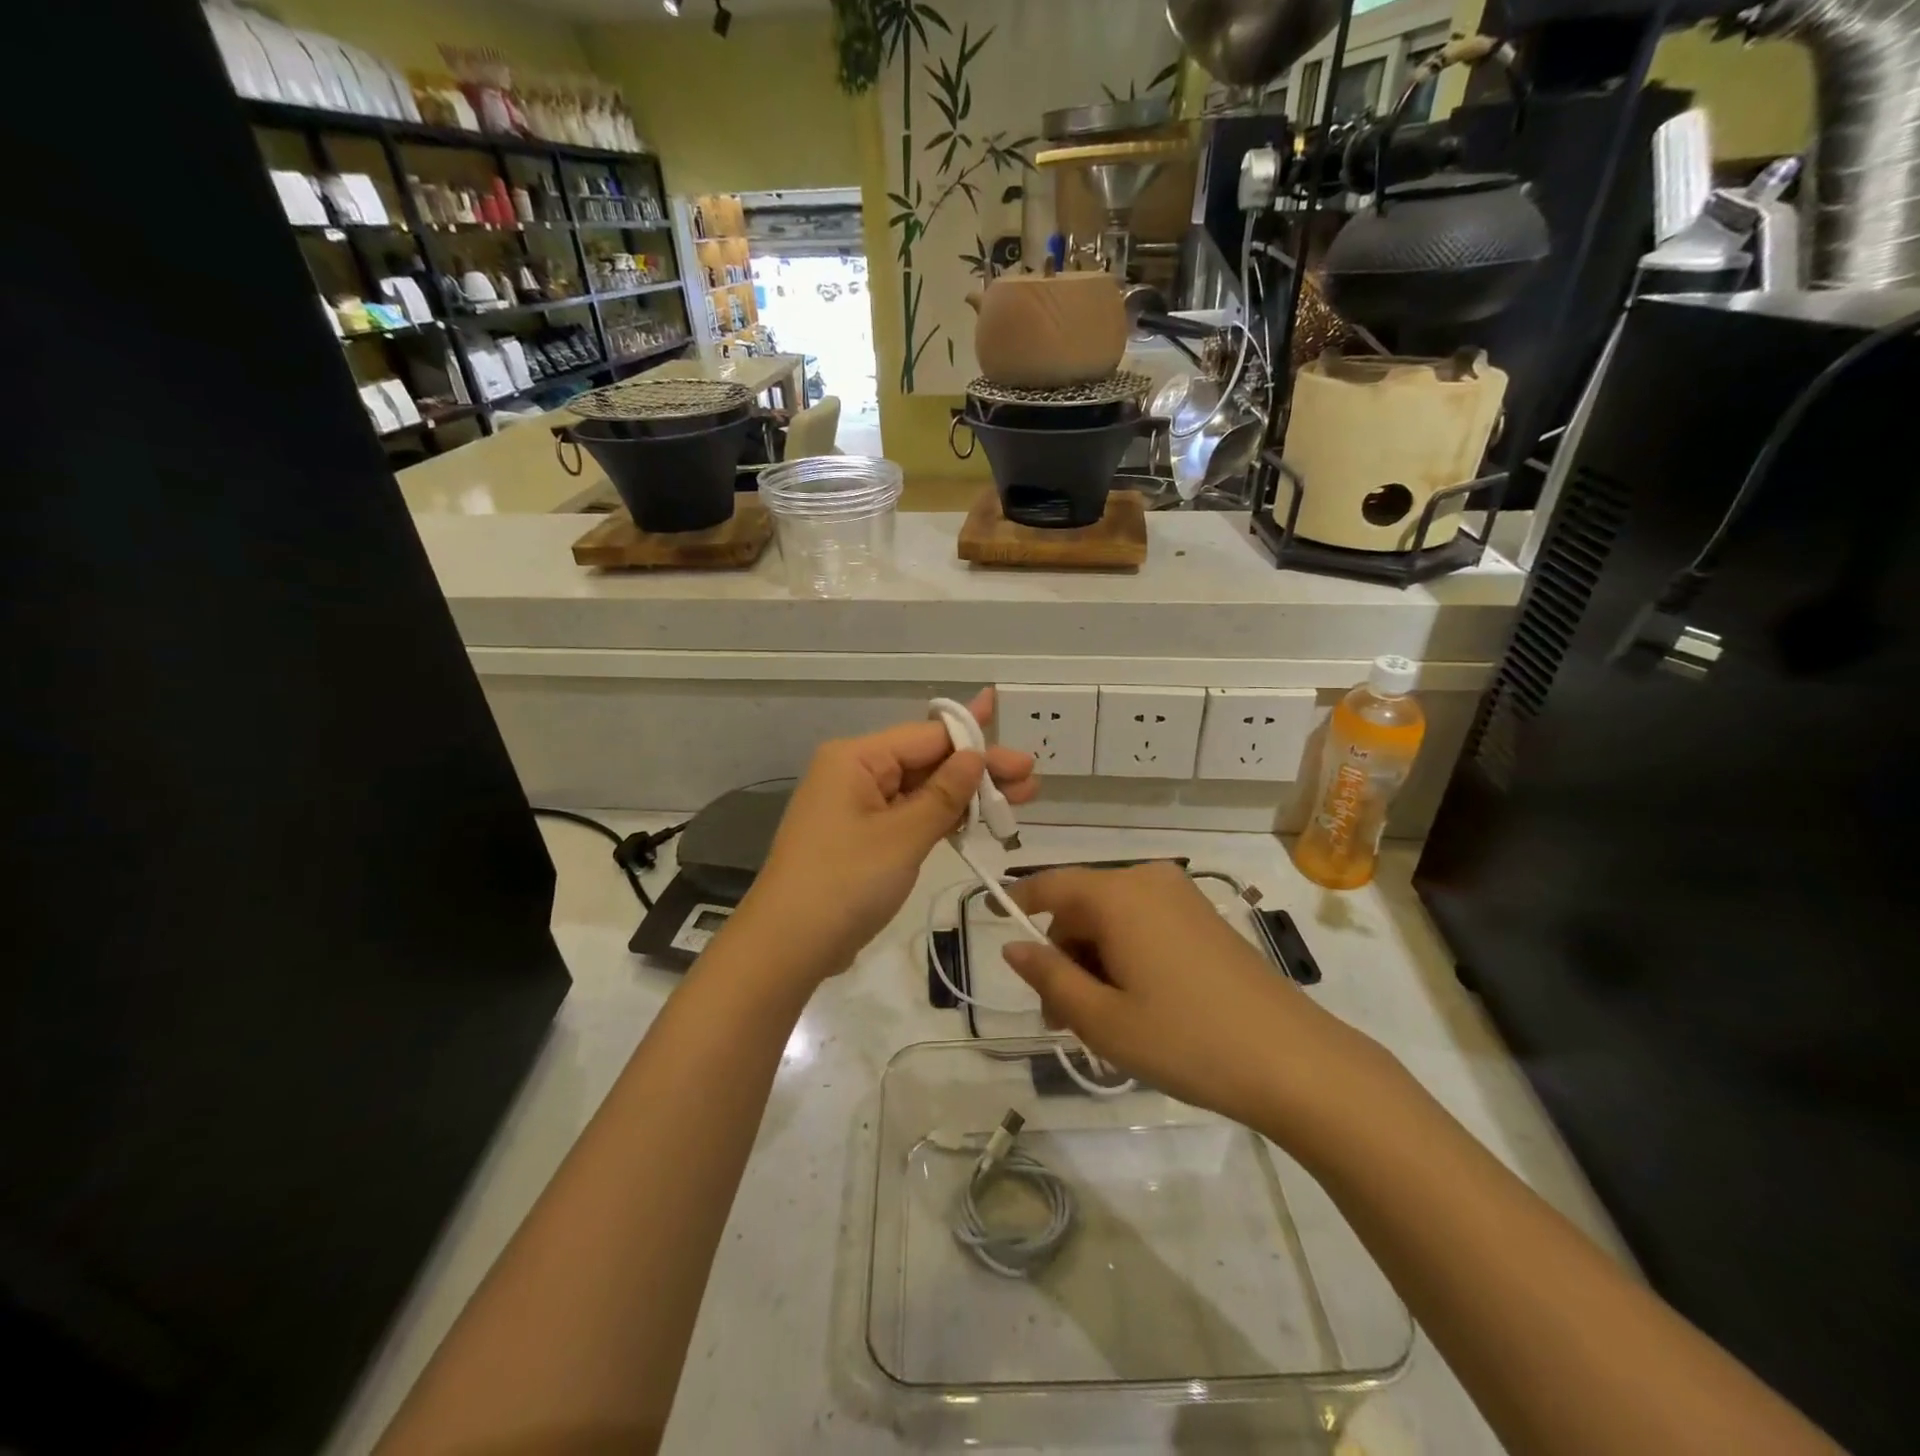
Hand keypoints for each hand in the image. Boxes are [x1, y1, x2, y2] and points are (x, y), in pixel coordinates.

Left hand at [742, 689, 1036, 978]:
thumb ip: (943, 795)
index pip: (928, 737)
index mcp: (857, 759)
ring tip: (1018, 800)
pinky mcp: (863, 838)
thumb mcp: (902, 837)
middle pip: (927, 761)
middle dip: (978, 770)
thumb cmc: (844, 883)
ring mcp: (858, 807)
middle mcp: (856, 773)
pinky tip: (977, 819)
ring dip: (966, 795)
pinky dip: (942, 818)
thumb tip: (975, 756)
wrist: (787, 946)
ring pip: (921, 790)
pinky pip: (909, 815)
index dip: (979, 745)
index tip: (1022, 758)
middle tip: (1030, 779)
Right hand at [1002, 863, 1378, 1136]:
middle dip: (1063, 954)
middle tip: (1061, 1019)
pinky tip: (1138, 1005)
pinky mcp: (1205, 918)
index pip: (1050, 884)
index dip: (1016, 901)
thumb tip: (1012, 947)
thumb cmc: (1187, 1040)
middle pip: (1082, 906)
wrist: (1295, 1062)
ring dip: (1094, 961)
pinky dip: (1126, 955)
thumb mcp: (1103, 1019)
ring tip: (1103, 1023)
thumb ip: (1050, 977)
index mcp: (1118, 895)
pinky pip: (1144, 924)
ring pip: (1113, 918)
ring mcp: (1182, 898)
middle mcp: (1149, 881)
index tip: (990, 921)